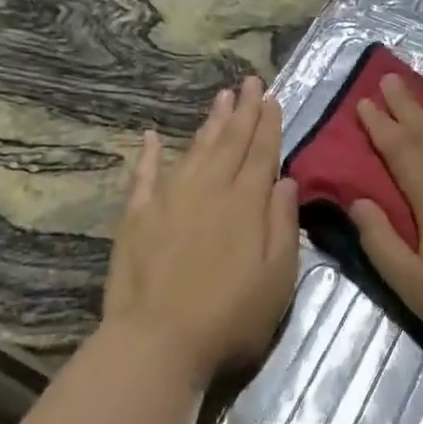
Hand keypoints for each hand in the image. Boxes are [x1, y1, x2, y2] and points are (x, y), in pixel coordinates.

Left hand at [102, 77, 299, 388]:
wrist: (158, 342)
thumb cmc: (230, 317)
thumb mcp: (278, 278)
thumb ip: (283, 224)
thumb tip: (286, 181)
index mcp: (246, 204)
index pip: (261, 153)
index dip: (268, 124)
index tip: (272, 98)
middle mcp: (209, 190)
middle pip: (229, 142)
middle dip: (243, 110)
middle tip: (250, 81)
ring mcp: (169, 200)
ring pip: (194, 150)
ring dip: (209, 123)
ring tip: (221, 98)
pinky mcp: (137, 217)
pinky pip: (144, 176)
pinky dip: (150, 154)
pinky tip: (153, 136)